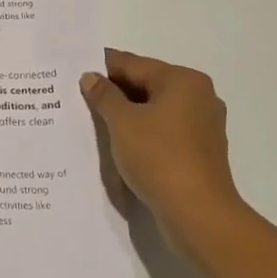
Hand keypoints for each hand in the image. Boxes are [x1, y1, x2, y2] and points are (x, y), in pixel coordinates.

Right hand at [80, 50, 247, 235]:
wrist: (198, 213)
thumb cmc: (159, 157)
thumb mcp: (122, 122)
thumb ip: (104, 96)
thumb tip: (90, 77)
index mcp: (182, 80)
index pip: (133, 64)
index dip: (102, 66)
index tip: (74, 70)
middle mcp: (198, 96)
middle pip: (146, 84)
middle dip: (113, 91)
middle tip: (77, 96)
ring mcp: (202, 124)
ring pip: (154, 109)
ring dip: (126, 113)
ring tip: (93, 119)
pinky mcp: (200, 150)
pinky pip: (163, 130)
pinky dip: (141, 131)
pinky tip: (118, 141)